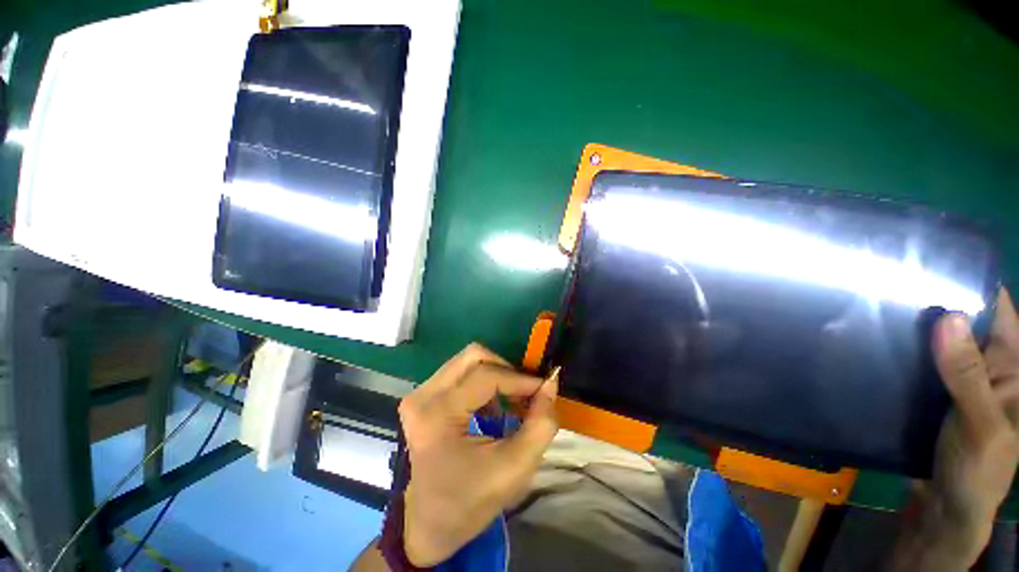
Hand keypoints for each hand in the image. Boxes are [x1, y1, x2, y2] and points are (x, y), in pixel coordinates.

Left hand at [398, 344, 558, 565]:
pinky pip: (461, 372)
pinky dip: (484, 382)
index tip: (544, 388)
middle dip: (506, 370)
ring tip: (512, 402)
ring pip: (468, 361)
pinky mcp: (422, 396)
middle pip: (474, 356)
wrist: (428, 524)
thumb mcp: (515, 468)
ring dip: (496, 375)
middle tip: (525, 393)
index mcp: (438, 415)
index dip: (520, 379)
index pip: (486, 377)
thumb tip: (550, 384)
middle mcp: (423, 395)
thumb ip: (540, 424)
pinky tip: (493, 408)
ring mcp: (419, 394)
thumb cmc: (471, 501)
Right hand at [894, 288, 1018, 569]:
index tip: (932, 262)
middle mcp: (983, 365)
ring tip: (872, 307)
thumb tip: (946, 316)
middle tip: (888, 282)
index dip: (972, 284)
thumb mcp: (981, 425)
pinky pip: (914, 364)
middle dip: (932, 303)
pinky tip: (871, 344)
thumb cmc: (977, 469)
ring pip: (933, 342)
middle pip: (961, 322)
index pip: (997, 311)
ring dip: (910, 328)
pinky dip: (897, 352)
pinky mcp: (928, 393)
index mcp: (1010, 366)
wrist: (946, 510)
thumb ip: (969, 375)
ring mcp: (953, 380)